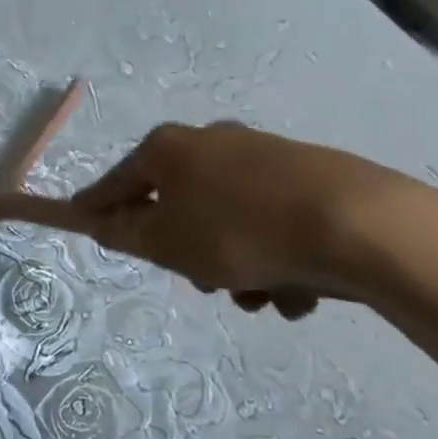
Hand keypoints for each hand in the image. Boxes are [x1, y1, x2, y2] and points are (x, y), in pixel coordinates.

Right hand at [61, 122, 409, 316]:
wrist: (355, 224)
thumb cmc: (239, 232)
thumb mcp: (167, 243)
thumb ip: (126, 234)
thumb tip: (104, 223)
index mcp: (170, 149)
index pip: (117, 182)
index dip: (97, 207)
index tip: (82, 224)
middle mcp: (211, 143)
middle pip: (177, 205)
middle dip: (187, 252)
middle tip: (204, 282)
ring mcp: (261, 157)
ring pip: (226, 222)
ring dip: (235, 265)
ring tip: (262, 295)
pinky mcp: (305, 178)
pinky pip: (269, 224)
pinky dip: (274, 257)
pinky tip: (298, 288)